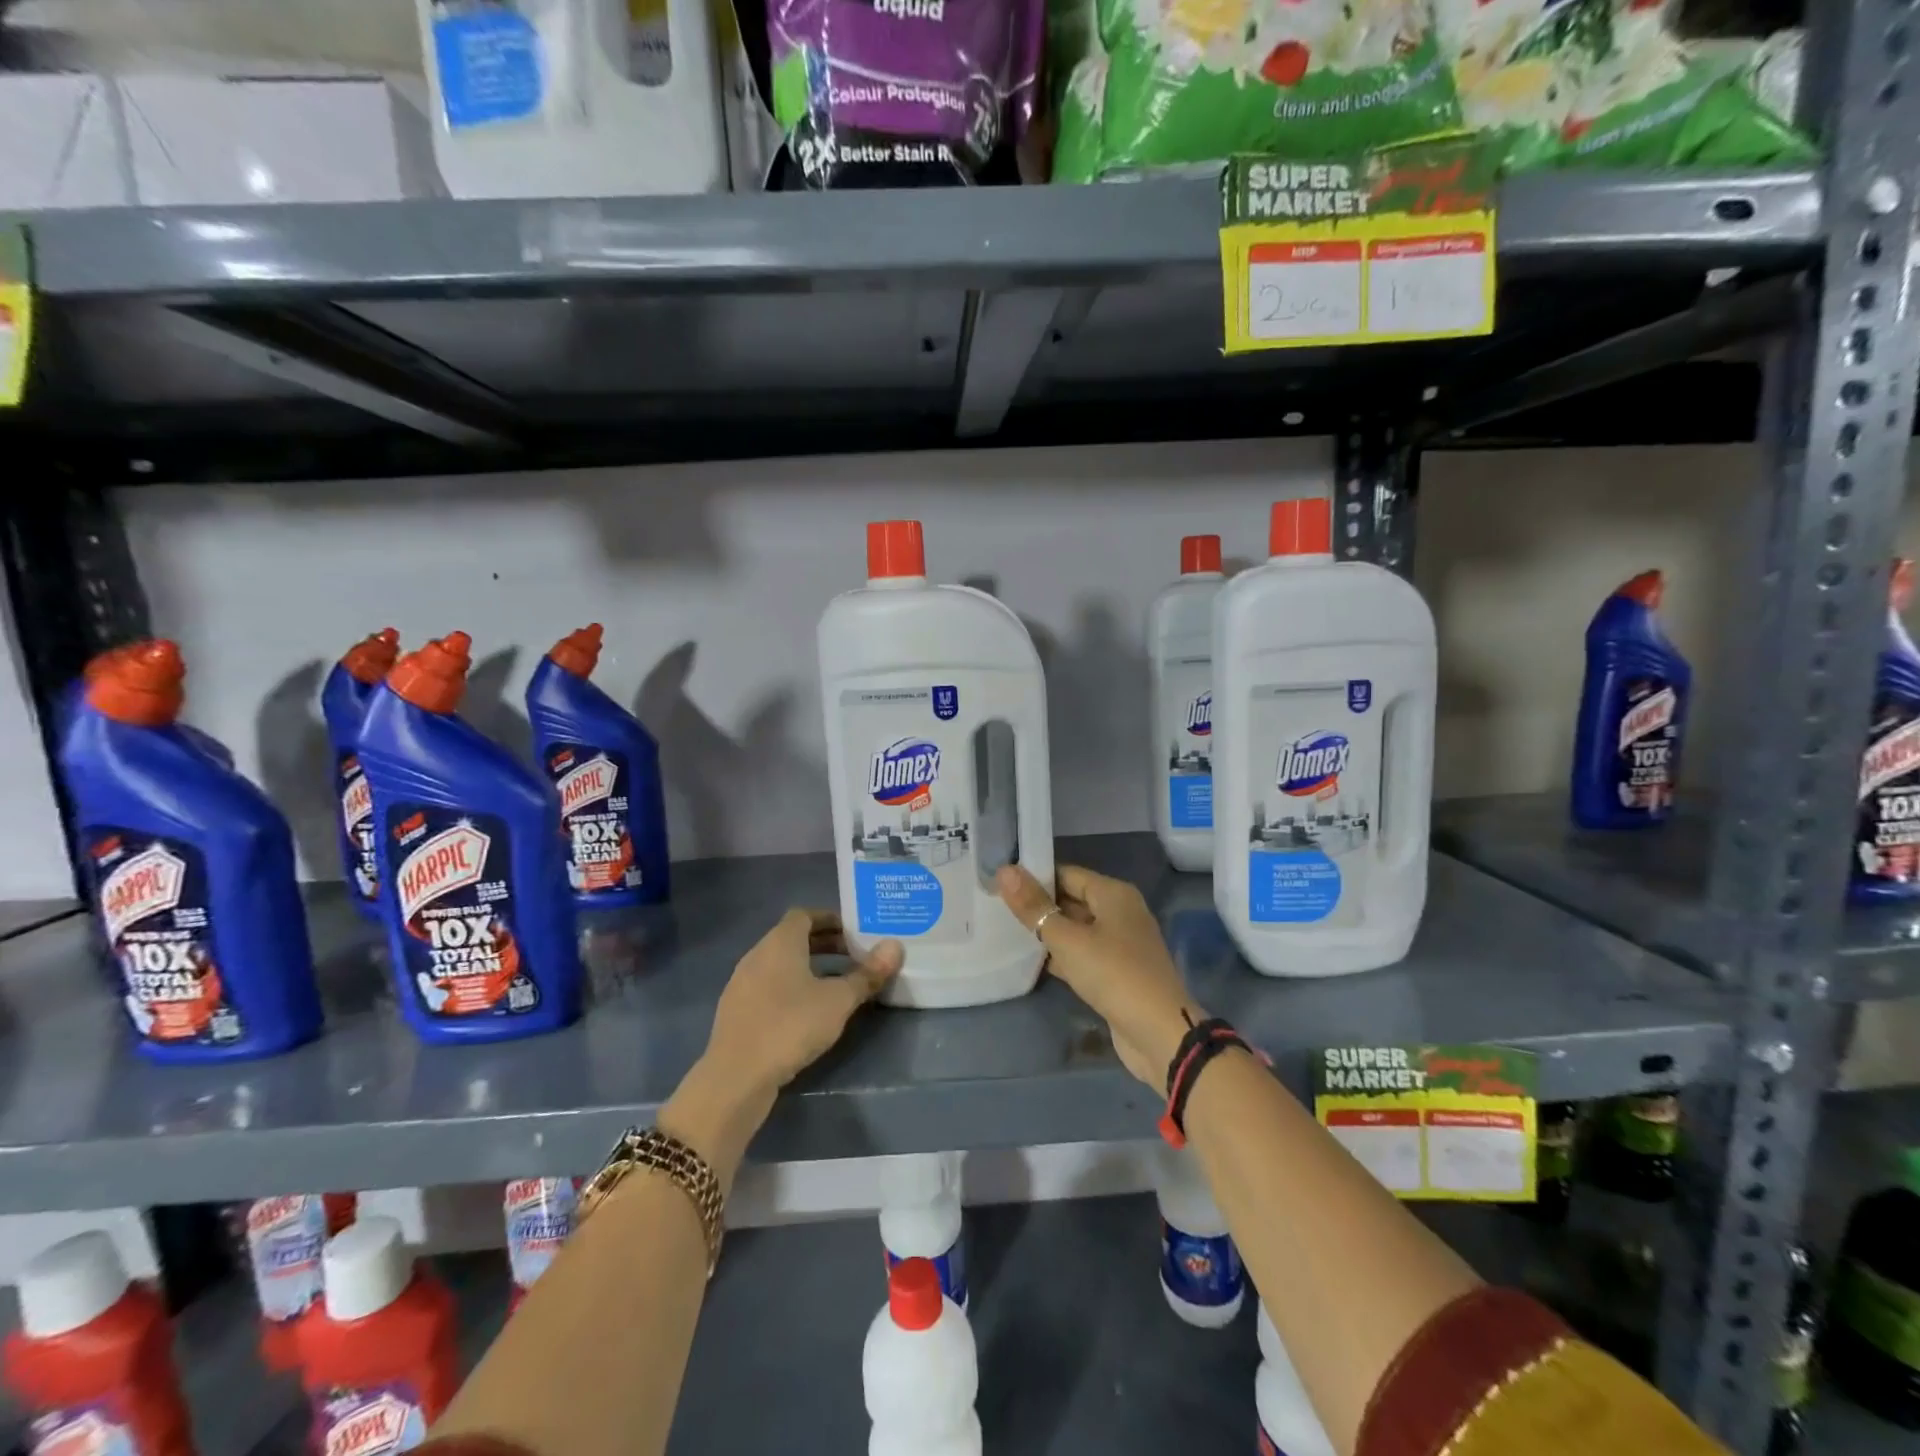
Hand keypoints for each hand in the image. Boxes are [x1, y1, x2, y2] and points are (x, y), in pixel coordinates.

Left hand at [706, 909, 903, 1096]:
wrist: (736, 1078)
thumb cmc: (790, 1026)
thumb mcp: (838, 1001)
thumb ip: (866, 974)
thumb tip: (895, 946)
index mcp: (779, 943)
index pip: (804, 915)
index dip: (830, 919)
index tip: (854, 932)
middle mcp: (757, 955)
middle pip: (792, 938)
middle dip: (823, 944)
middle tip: (854, 956)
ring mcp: (741, 984)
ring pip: (779, 964)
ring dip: (807, 967)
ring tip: (835, 985)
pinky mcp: (736, 1012)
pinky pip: (768, 986)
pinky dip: (790, 988)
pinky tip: (807, 1013)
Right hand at [995, 863, 1200, 1088]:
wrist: (1159, 1034)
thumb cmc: (1113, 974)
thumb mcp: (1067, 939)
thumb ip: (1035, 908)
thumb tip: (1005, 870)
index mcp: (1114, 894)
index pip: (1066, 874)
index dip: (1034, 877)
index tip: (1000, 884)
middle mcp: (1121, 912)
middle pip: (1072, 900)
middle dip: (1040, 906)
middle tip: (998, 908)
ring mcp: (1122, 944)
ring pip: (1077, 929)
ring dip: (1050, 933)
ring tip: (1009, 932)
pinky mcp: (1118, 972)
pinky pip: (1084, 954)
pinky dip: (1063, 956)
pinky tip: (1036, 963)